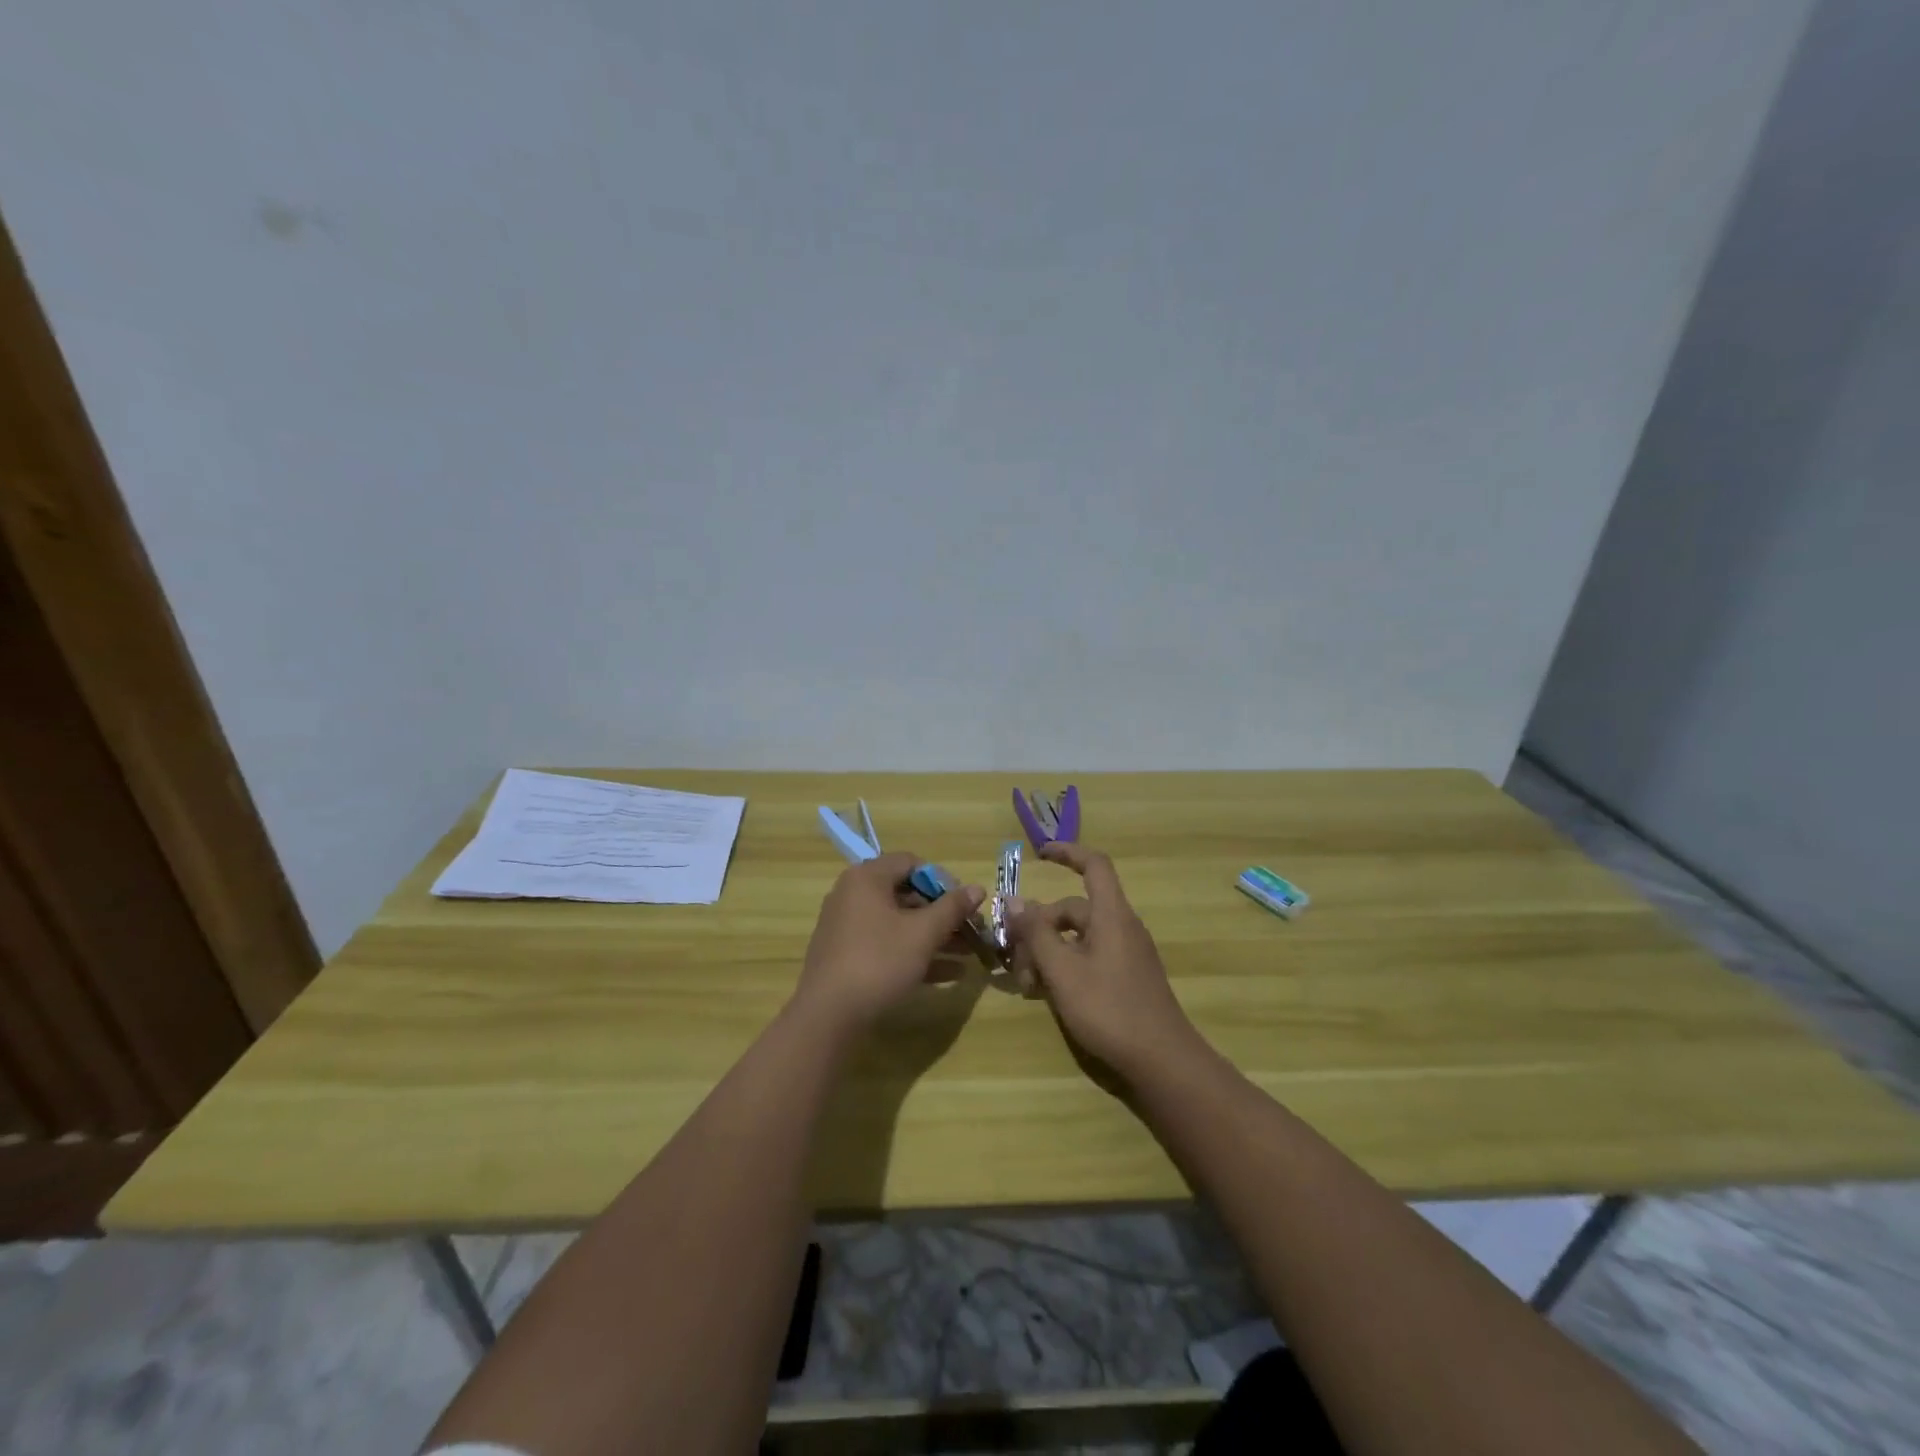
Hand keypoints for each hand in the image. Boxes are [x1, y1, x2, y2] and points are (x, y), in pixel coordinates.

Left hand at [795, 851, 985, 1033]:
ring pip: (899, 923)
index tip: (964, 904)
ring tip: (968, 954)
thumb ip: (952, 908)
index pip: (911, 863)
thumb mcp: (923, 933)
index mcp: (867, 878)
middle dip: (943, 914)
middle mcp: (853, 895)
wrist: (828, 1016)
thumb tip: (978, 888)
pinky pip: (887, 945)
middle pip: (906, 895)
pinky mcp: (847, 956)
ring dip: (934, 936)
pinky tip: (949, 974)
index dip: (942, 881)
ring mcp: (847, 927)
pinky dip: (914, 953)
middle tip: (971, 931)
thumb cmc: (879, 961)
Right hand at [1007, 843, 1202, 1077]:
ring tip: (1027, 986)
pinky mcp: (1126, 978)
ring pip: (1077, 938)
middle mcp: (1120, 927)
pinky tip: (1048, 994)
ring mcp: (1126, 954)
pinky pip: (1089, 957)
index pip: (1093, 865)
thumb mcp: (1062, 970)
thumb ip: (1036, 933)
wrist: (1162, 1061)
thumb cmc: (1110, 1009)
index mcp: (1111, 915)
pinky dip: (1065, 966)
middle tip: (1015, 961)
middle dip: (1038, 928)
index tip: (1038, 855)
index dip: (1067, 853)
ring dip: (1048, 952)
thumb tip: (1015, 901)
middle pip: (1073, 910)